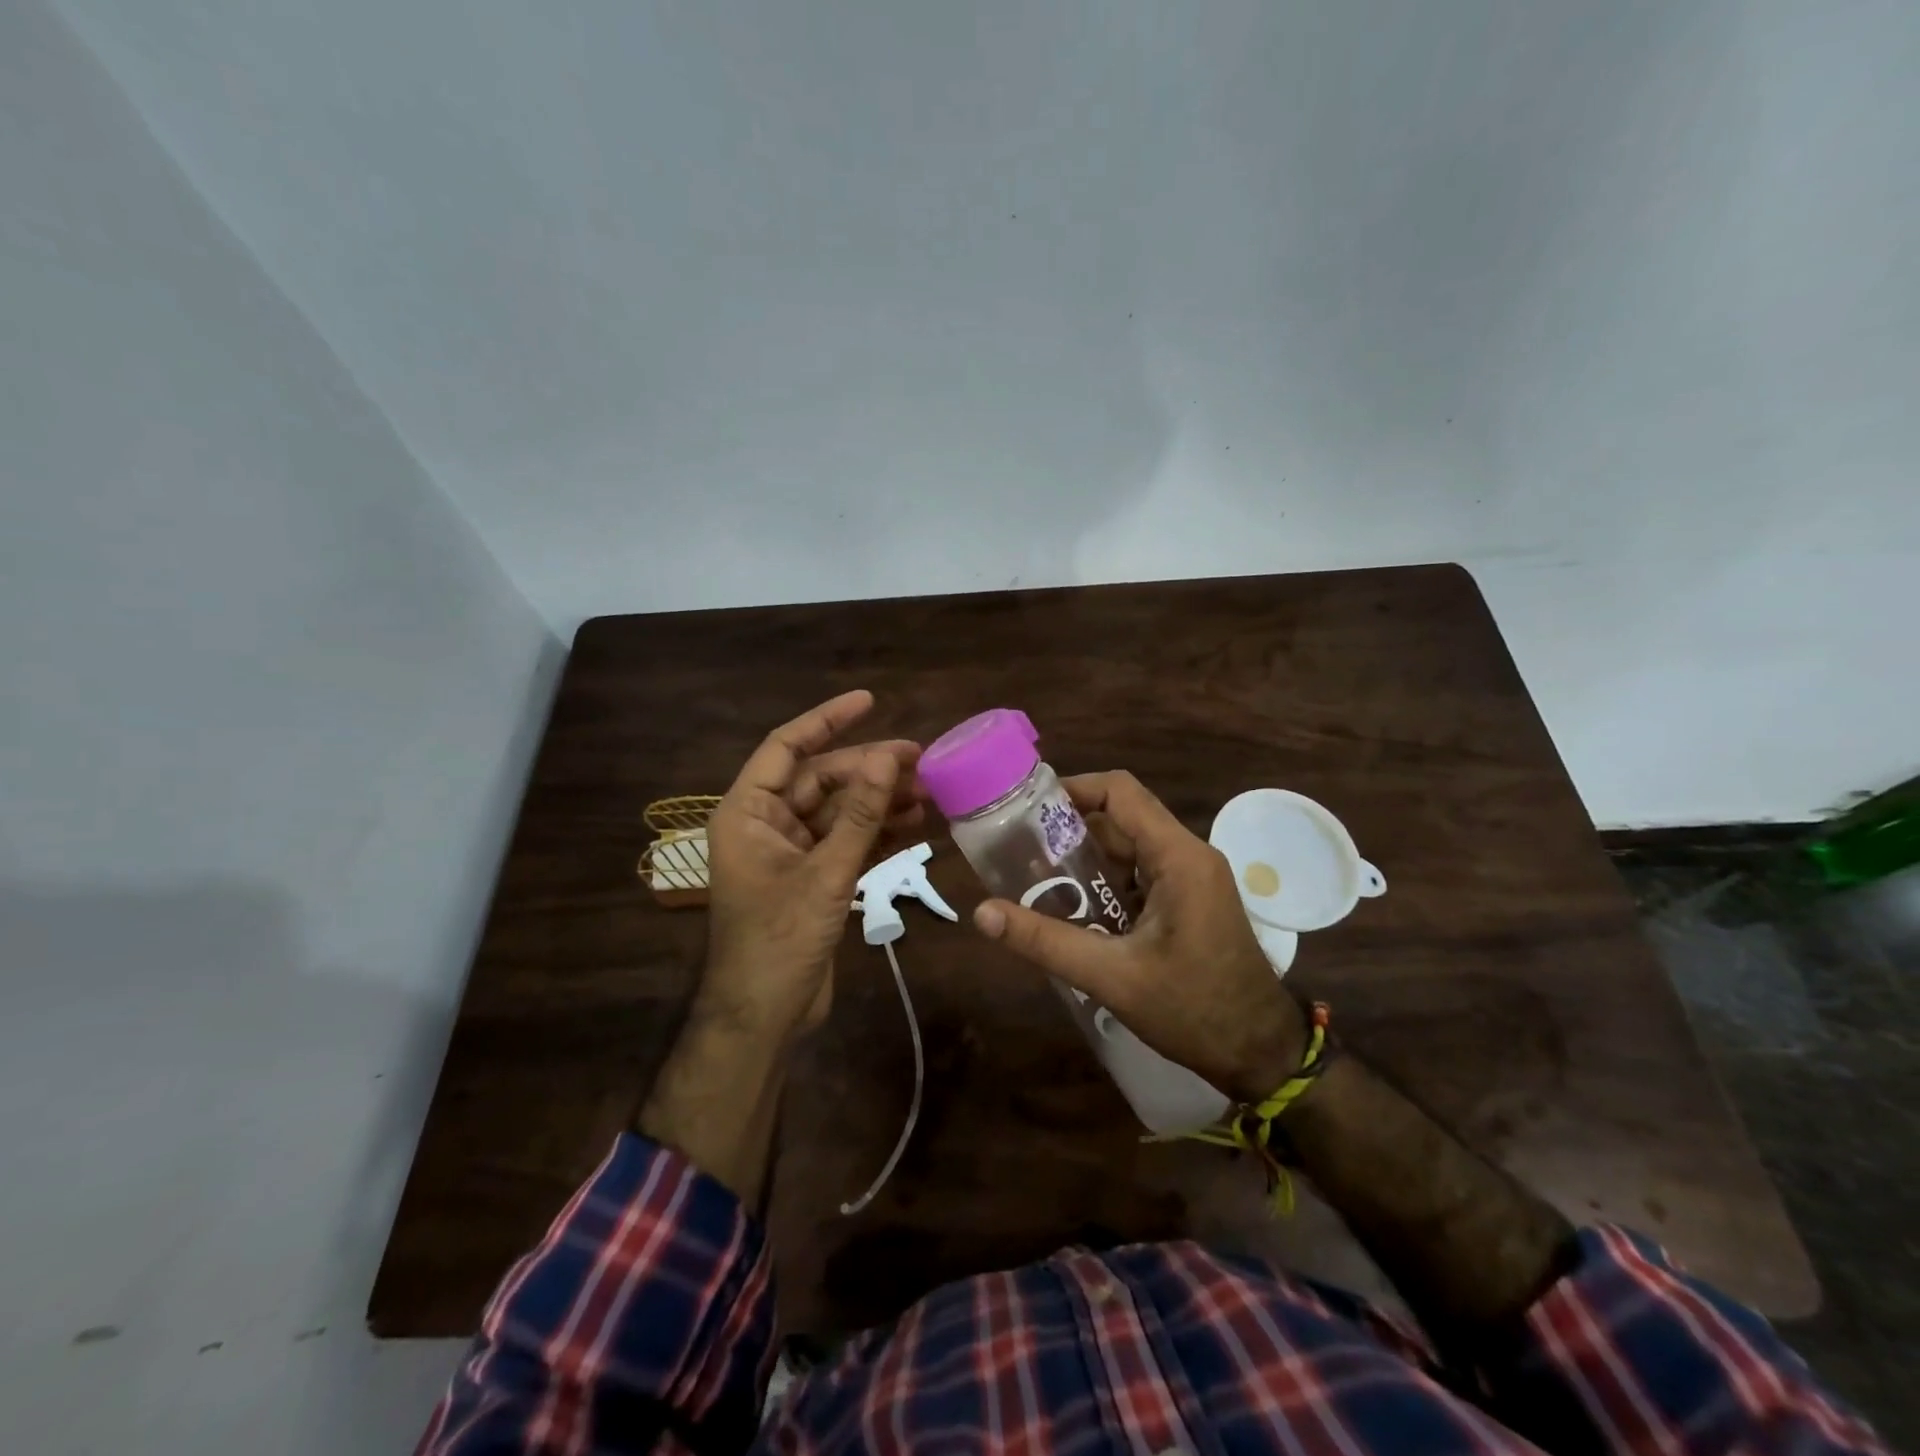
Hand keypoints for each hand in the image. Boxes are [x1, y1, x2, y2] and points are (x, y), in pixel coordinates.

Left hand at [700, 689, 921, 1046]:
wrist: (765, 1016)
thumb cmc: (780, 940)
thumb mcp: (825, 873)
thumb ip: (859, 815)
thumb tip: (888, 757)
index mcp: (748, 812)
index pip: (786, 747)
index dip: (827, 719)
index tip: (870, 701)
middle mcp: (767, 823)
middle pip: (822, 779)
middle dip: (870, 769)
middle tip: (923, 761)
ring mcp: (791, 851)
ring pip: (840, 811)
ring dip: (881, 801)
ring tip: (930, 792)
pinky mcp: (813, 877)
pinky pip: (848, 840)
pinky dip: (878, 832)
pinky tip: (917, 823)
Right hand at [971, 771, 1306, 1102]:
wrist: (1261, 1053)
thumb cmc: (1194, 1010)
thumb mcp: (1112, 976)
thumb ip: (1045, 941)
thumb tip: (982, 913)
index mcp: (1179, 857)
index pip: (1120, 792)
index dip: (1072, 788)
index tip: (1026, 807)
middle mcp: (1189, 855)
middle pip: (1121, 818)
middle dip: (1070, 830)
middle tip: (1019, 848)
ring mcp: (1193, 878)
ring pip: (1130, 847)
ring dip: (1086, 859)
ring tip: (1035, 877)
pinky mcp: (1190, 900)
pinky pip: (1141, 873)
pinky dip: (1106, 882)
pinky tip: (1073, 907)